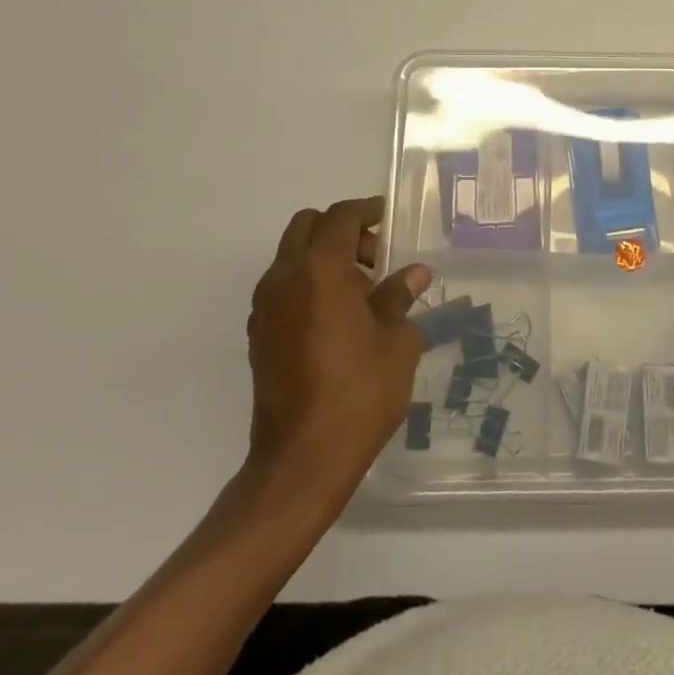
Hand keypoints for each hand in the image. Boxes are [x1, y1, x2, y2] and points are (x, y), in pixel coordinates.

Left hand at [241, 196, 430, 514]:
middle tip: (374, 257)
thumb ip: (400, 299)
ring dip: (324, 257)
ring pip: (292, 256)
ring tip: (361, 293)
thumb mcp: (396, 343)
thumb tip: (414, 275)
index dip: (367, 211)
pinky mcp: (259, 336)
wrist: (300, 463)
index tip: (389, 218)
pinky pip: (283, 287)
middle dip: (342, 230)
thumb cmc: (358, 394)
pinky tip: (337, 319)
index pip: (341, 217)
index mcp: (320, 270)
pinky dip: (308, 284)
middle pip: (307, 227)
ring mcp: (265, 308)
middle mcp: (285, 279)